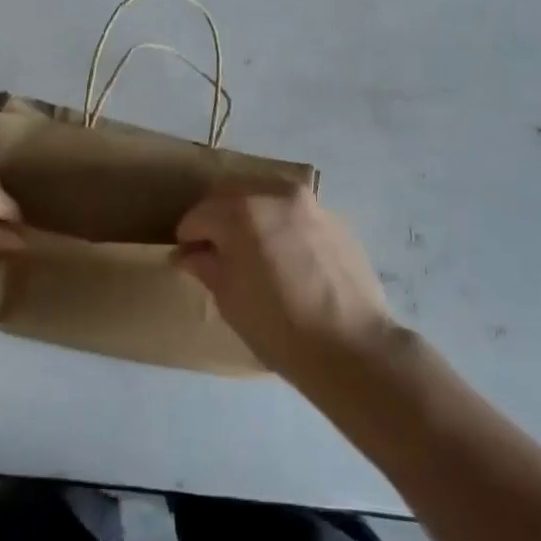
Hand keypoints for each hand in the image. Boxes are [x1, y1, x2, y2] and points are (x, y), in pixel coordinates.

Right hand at [175, 183, 401, 382]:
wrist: (352, 346)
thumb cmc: (278, 326)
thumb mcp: (229, 299)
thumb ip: (206, 265)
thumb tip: (188, 254)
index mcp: (242, 210)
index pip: (200, 214)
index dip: (189, 237)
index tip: (189, 258)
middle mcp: (275, 194)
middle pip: (233, 194)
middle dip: (218, 218)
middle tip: (217, 251)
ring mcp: (310, 204)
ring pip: (266, 197)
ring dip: (251, 217)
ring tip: (253, 253)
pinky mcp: (335, 219)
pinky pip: (296, 214)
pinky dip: (282, 226)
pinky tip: (287, 259)